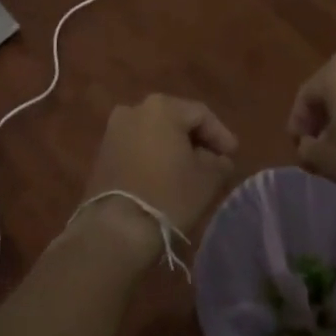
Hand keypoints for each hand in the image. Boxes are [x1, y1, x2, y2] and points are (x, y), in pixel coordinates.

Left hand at [76, 94, 238, 258]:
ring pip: (154, 133)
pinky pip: (137, 147)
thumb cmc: (168, 195)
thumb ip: (219, 161)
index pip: (201, 114)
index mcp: (162, 107)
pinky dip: (154, 157)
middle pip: (175, 120)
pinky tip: (165, 176)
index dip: (220, 134)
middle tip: (214, 160)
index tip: (233, 154)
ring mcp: (114, 130)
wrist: (116, 229)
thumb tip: (219, 159)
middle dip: (196, 139)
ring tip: (190, 170)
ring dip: (174, 148)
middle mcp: (134, 109)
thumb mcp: (207, 178)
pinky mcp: (102, 153)